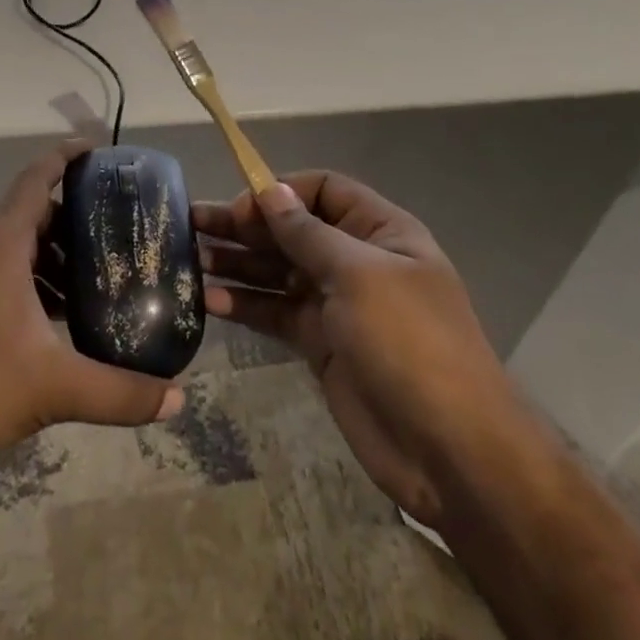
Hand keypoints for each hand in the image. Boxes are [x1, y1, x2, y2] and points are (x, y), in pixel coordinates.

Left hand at [0, 142, 185, 494]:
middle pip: (33, 214)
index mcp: (2, 248)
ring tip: (101, 274)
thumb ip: (119, 392)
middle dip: (75, 215)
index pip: (35, 180)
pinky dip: (39, 283)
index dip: (65, 157)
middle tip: (120, 225)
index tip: (98, 150)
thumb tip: (177, 398)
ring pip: (20, 249)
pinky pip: (8, 278)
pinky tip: (65, 318)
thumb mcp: (54, 387)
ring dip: (58, 254)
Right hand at [195, 173, 508, 529]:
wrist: (449, 449)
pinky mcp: (320, 344)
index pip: (324, 190)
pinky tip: (209, 302)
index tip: (241, 208)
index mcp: (380, 232)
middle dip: (246, 226)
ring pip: (278, 272)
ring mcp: (337, 305)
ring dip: (238, 263)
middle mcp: (357, 261)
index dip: (281, 192)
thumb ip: (308, 234)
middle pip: (293, 230)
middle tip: (192, 224)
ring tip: (191, 259)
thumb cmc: (409, 342)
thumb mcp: (358, 275)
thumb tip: (271, 191)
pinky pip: (276, 313)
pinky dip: (245, 305)